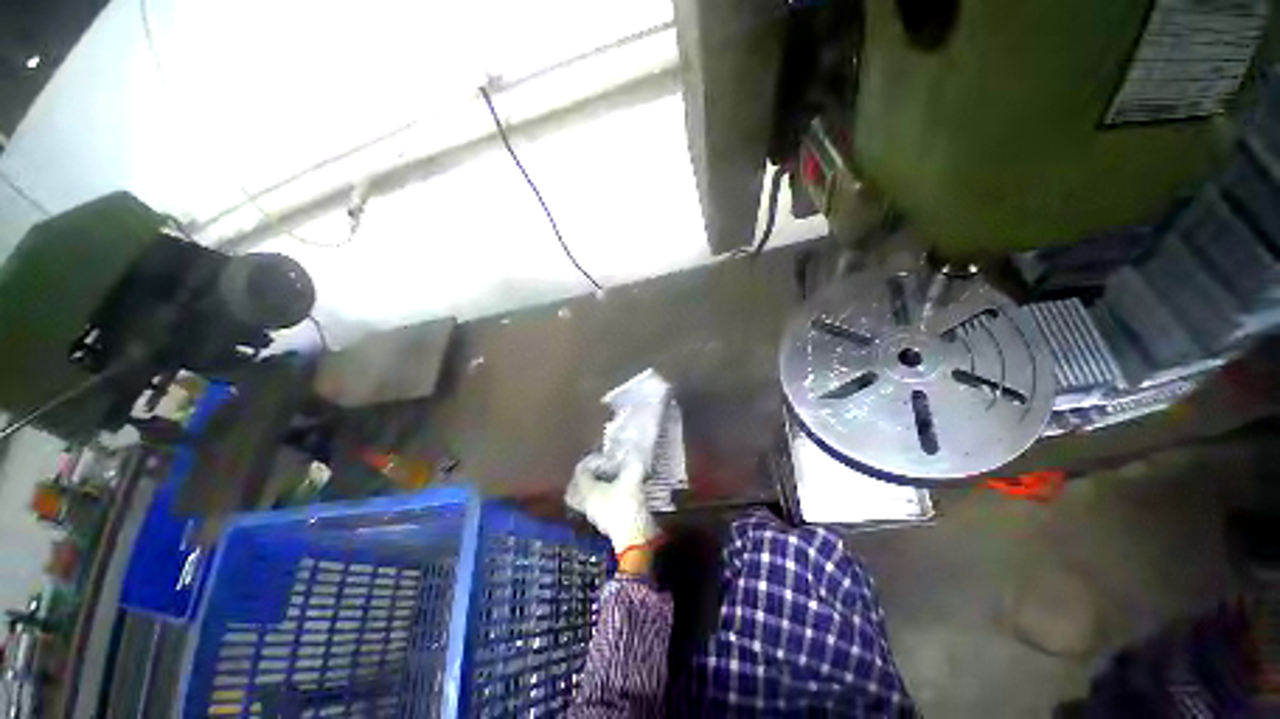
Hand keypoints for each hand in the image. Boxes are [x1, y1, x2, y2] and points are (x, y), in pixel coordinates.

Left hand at [566, 454, 660, 555]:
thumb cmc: (628, 503)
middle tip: (599, 467)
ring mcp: (595, 515)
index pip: (580, 472)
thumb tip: (634, 453)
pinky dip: (605, 496)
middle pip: (577, 488)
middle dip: (586, 476)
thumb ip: (632, 463)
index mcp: (588, 490)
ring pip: (589, 497)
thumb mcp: (632, 477)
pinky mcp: (607, 523)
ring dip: (596, 487)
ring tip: (611, 478)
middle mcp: (587, 502)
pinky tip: (619, 490)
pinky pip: (600, 505)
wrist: (636, 537)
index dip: (590, 461)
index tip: (602, 456)